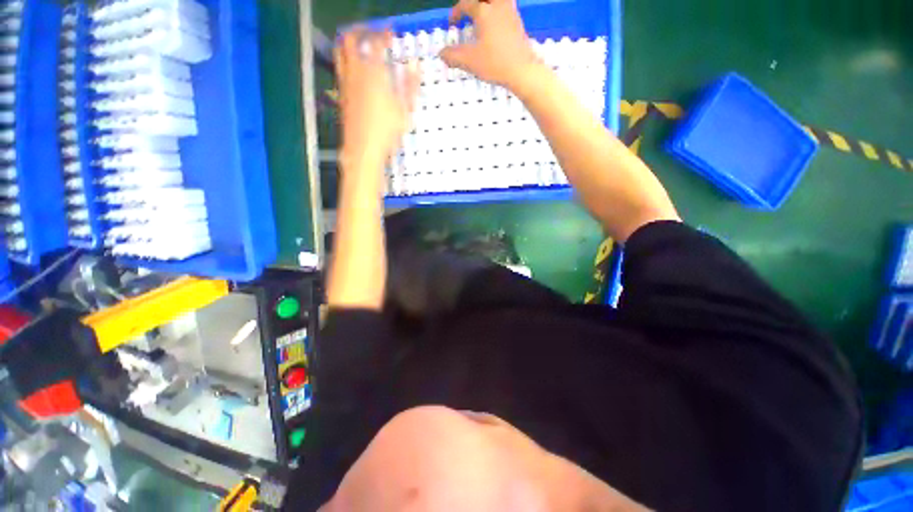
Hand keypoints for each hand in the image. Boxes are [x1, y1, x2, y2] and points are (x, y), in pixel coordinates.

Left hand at [335, 30, 419, 167]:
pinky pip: (340, 68)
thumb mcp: (405, 110)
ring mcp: (345, 82)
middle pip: (350, 38)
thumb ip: (410, 85)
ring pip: (340, 51)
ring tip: (361, 46)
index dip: (384, 34)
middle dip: (361, 31)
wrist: (362, 148)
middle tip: (372, 33)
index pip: (376, 42)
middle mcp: (355, 71)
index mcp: (373, 71)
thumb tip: (415, 65)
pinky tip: (357, 71)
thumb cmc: (386, 131)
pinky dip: (347, 61)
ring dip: (350, 43)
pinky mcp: (341, 94)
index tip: (391, 33)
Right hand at [440, 0, 540, 88]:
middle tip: (469, 13)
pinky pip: (506, 8)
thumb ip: (453, 56)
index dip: (456, 12)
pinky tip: (494, 27)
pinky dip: (497, 12)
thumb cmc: (495, 63)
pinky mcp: (518, 23)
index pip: (466, 4)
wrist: (522, 70)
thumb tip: (441, 54)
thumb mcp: (470, 61)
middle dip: (474, 4)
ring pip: (498, 0)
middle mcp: (498, 6)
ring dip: (488, 6)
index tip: (452, 23)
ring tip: (482, 18)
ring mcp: (510, 13)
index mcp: (484, 11)